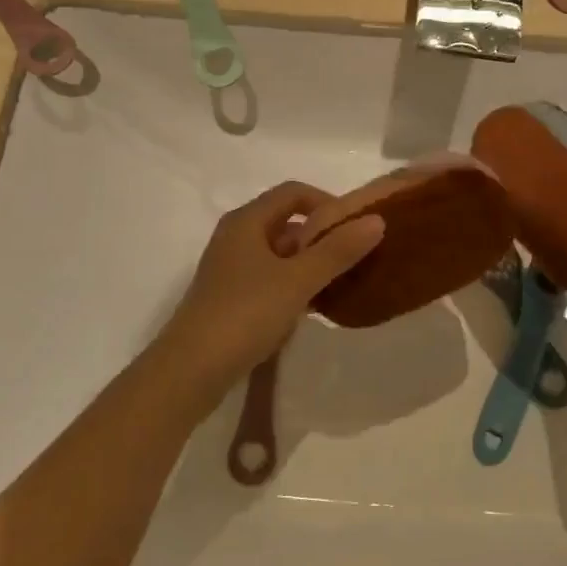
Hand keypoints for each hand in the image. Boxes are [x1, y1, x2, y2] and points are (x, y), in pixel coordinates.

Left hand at [157, 181, 384, 397]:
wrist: (189, 372)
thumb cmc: (244, 314)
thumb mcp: (297, 280)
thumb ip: (337, 251)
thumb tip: (377, 220)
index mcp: (247, 221)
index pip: (293, 192)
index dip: (327, 202)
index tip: (356, 226)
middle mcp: (236, 237)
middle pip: (286, 222)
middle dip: (322, 235)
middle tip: (355, 256)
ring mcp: (231, 269)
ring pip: (279, 253)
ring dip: (310, 263)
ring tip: (341, 282)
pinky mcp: (231, 298)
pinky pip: (270, 279)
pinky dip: (294, 284)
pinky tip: (313, 307)